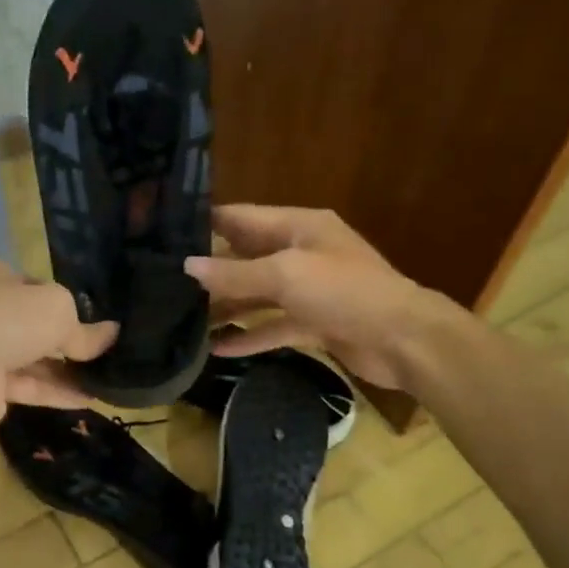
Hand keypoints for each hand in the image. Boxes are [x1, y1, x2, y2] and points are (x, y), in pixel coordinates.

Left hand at [0, 260, 118, 425]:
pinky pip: (29, 387)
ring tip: (106, 379)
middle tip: (104, 351)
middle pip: (34, 325)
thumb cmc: (9, 320)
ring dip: (67, 370)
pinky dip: (57, 392)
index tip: (92, 317)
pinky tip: (90, 398)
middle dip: (67, 340)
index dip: (64, 301)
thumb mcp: (58, 311)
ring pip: (33, 359)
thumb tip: (112, 335)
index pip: (34, 286)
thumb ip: (85, 329)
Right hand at [184, 206, 439, 389]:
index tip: (164, 235)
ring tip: (184, 321)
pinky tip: (219, 350)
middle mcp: (301, 253)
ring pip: (258, 295)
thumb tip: (187, 265)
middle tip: (165, 283)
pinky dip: (250, 336)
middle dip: (210, 270)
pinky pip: (274, 326)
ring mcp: (309, 290)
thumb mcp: (286, 275)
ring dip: (226, 308)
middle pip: (246, 257)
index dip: (205, 224)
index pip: (242, 218)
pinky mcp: (315, 323)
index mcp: (298, 227)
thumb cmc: (345, 293)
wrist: (404, 340)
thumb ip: (235, 272)